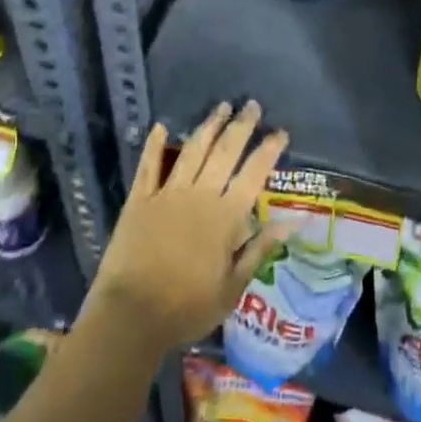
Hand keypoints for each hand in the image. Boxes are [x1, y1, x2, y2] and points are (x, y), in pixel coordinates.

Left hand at [87, 102, 289, 354]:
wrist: (131, 316)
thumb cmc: (186, 308)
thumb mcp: (231, 289)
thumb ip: (258, 251)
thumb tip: (289, 224)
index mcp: (225, 217)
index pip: (253, 175)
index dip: (268, 151)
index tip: (280, 131)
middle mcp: (200, 196)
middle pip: (224, 152)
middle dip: (241, 126)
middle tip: (251, 105)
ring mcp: (167, 194)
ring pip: (192, 151)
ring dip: (208, 126)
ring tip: (221, 107)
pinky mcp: (139, 200)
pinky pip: (148, 166)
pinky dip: (154, 145)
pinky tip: (161, 127)